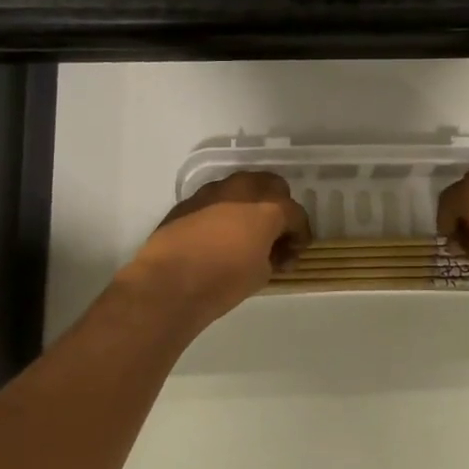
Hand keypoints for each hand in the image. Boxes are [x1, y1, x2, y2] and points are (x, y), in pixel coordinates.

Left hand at [122, 171, 311, 325]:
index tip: (294, 252)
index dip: (300, 235)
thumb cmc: (223, 281)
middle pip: (272, 186)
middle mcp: (243, 190)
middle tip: (274, 234)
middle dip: (278, 207)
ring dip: (249, 205)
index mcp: (269, 207)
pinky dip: (224, 212)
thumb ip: (272, 255)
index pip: (296, 214)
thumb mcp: (261, 274)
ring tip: (245, 233)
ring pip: (242, 188)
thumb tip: (270, 252)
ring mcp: (212, 191)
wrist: (168, 283)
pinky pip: (216, 200)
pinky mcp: (188, 201)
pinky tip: (218, 236)